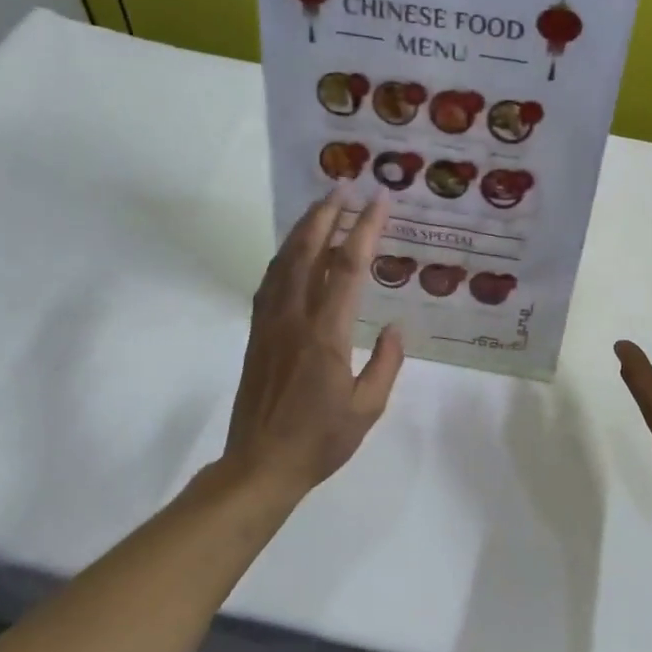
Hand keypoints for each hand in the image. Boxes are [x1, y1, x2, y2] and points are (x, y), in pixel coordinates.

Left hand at [223, 188, 403, 500]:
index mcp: (326, 335)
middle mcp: (294, 318)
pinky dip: (284, 256)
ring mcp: (269, 324)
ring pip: (283, 262)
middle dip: (326, 215)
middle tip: (342, 186)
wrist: (260, 465)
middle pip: (307, 252)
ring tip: (320, 207)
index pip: (347, 269)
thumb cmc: (320, 441)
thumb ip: (385, 364)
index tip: (378, 202)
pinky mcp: (256, 334)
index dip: (364, 230)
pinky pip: (269, 282)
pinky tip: (293, 251)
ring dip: (302, 229)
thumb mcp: (367, 408)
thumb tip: (394, 327)